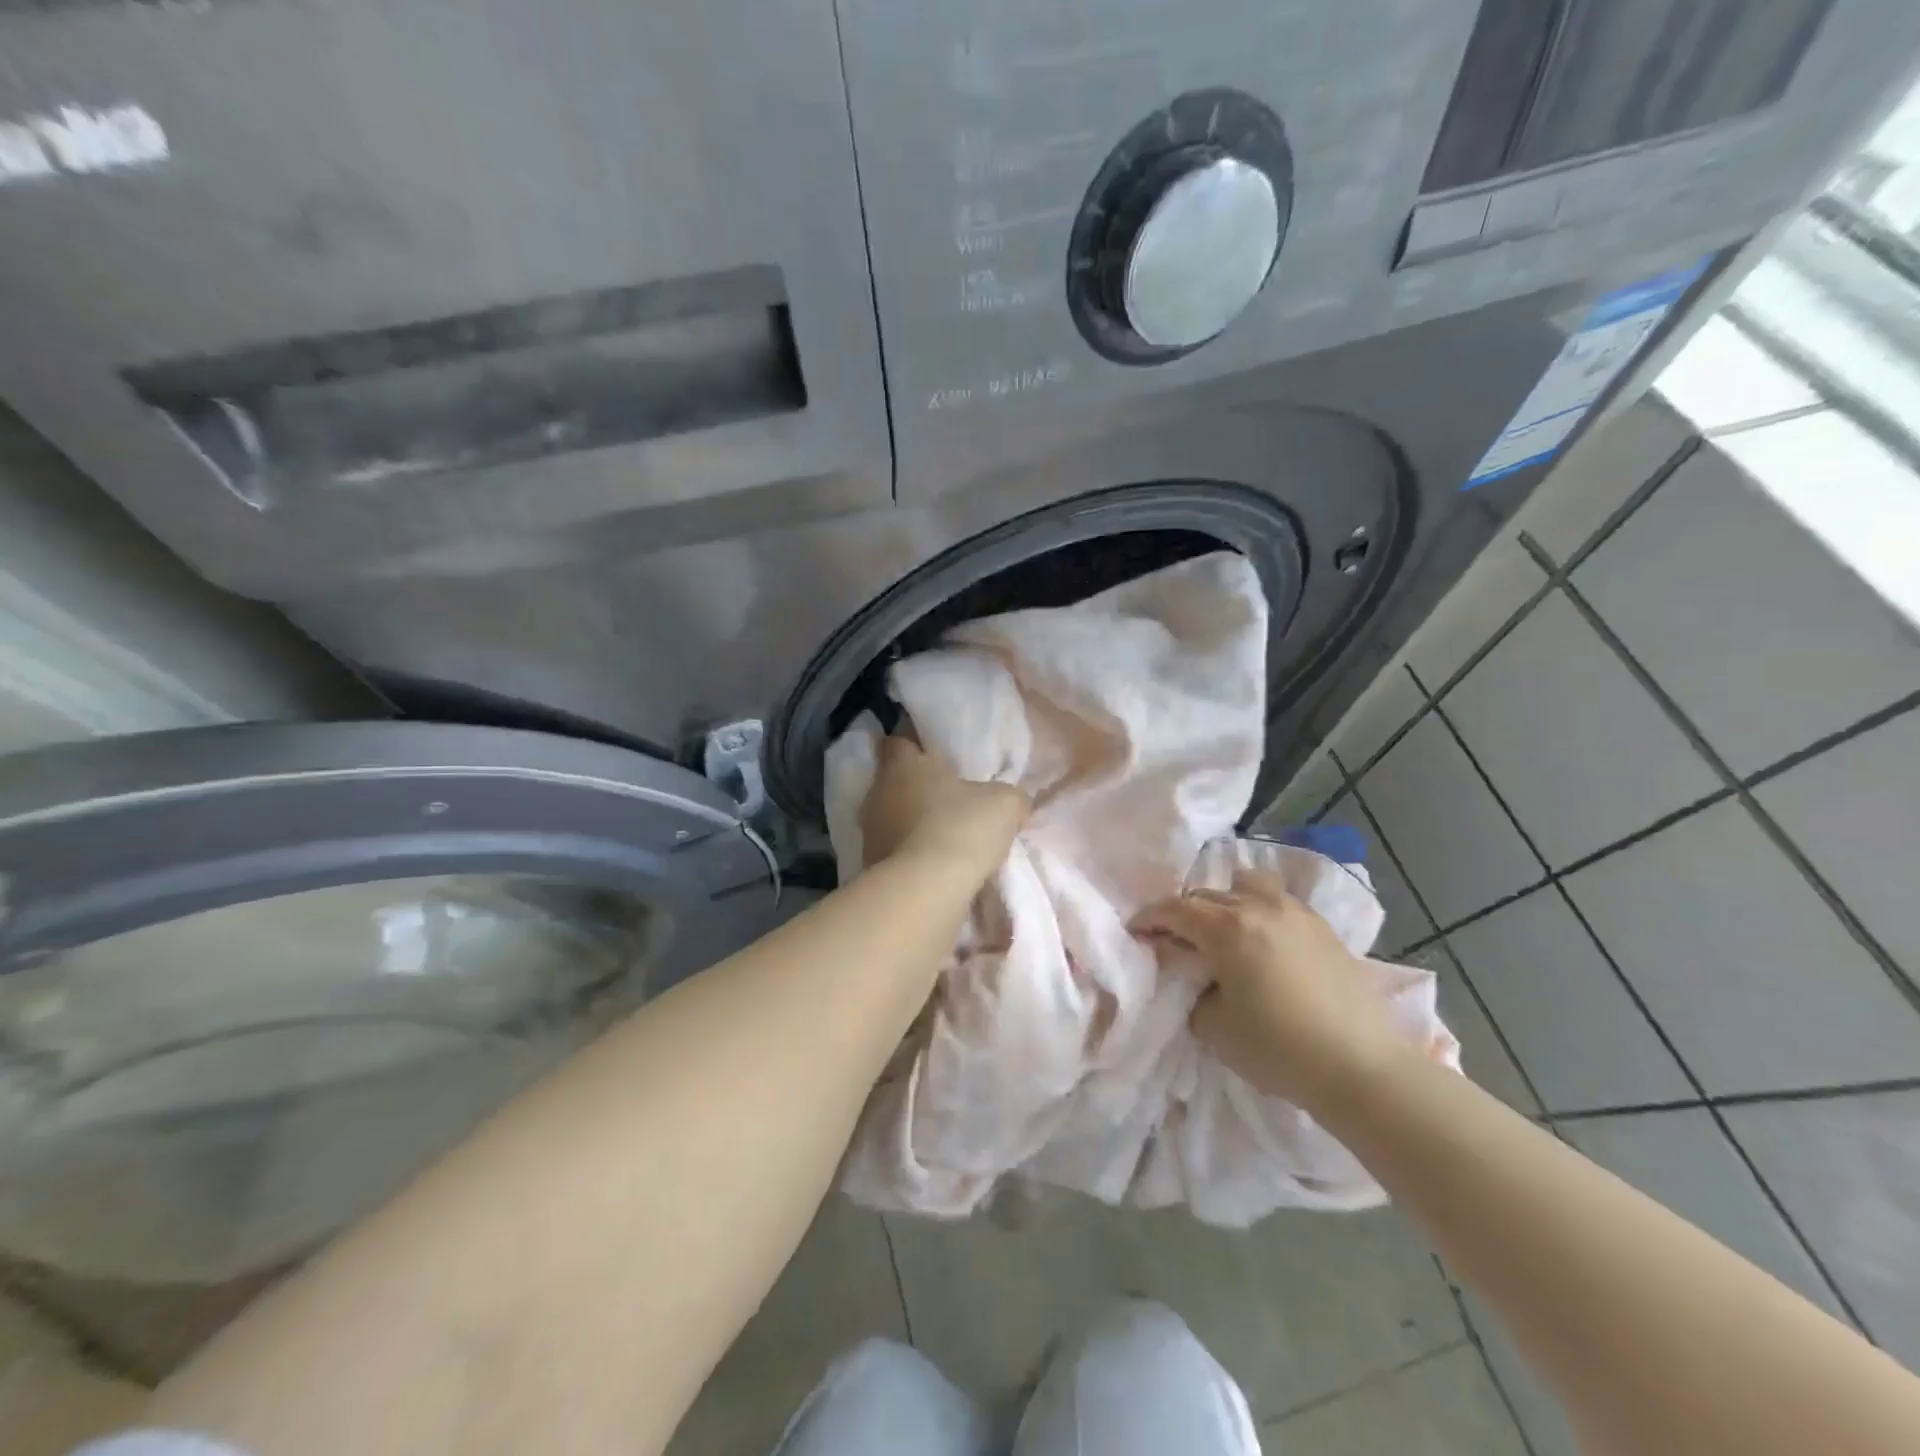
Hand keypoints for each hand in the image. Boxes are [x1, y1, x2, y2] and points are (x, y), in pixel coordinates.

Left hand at [859, 735, 1029, 876]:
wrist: (926, 889)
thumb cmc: (962, 828)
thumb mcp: (1005, 804)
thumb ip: (1009, 795)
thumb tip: (1014, 802)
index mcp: (905, 764)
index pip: (898, 741)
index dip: (914, 745)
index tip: (933, 754)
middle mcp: (880, 791)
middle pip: (894, 781)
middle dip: (917, 788)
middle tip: (947, 798)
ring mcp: (870, 829)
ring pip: (892, 817)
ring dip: (912, 823)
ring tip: (944, 836)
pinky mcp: (870, 863)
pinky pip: (892, 850)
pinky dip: (909, 853)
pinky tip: (935, 865)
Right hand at [1130, 870, 1415, 1107]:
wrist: (1362, 1067)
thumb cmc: (1279, 1049)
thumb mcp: (1214, 1027)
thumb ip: (1192, 991)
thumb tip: (1194, 976)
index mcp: (1227, 927)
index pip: (1174, 909)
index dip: (1149, 918)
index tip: (1136, 931)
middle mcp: (1258, 906)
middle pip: (1206, 894)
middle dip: (1183, 913)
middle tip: (1175, 940)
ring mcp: (1295, 912)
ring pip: (1246, 885)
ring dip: (1224, 900)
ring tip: (1222, 929)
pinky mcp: (1322, 927)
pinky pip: (1277, 901)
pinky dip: (1258, 909)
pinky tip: (1261, 939)